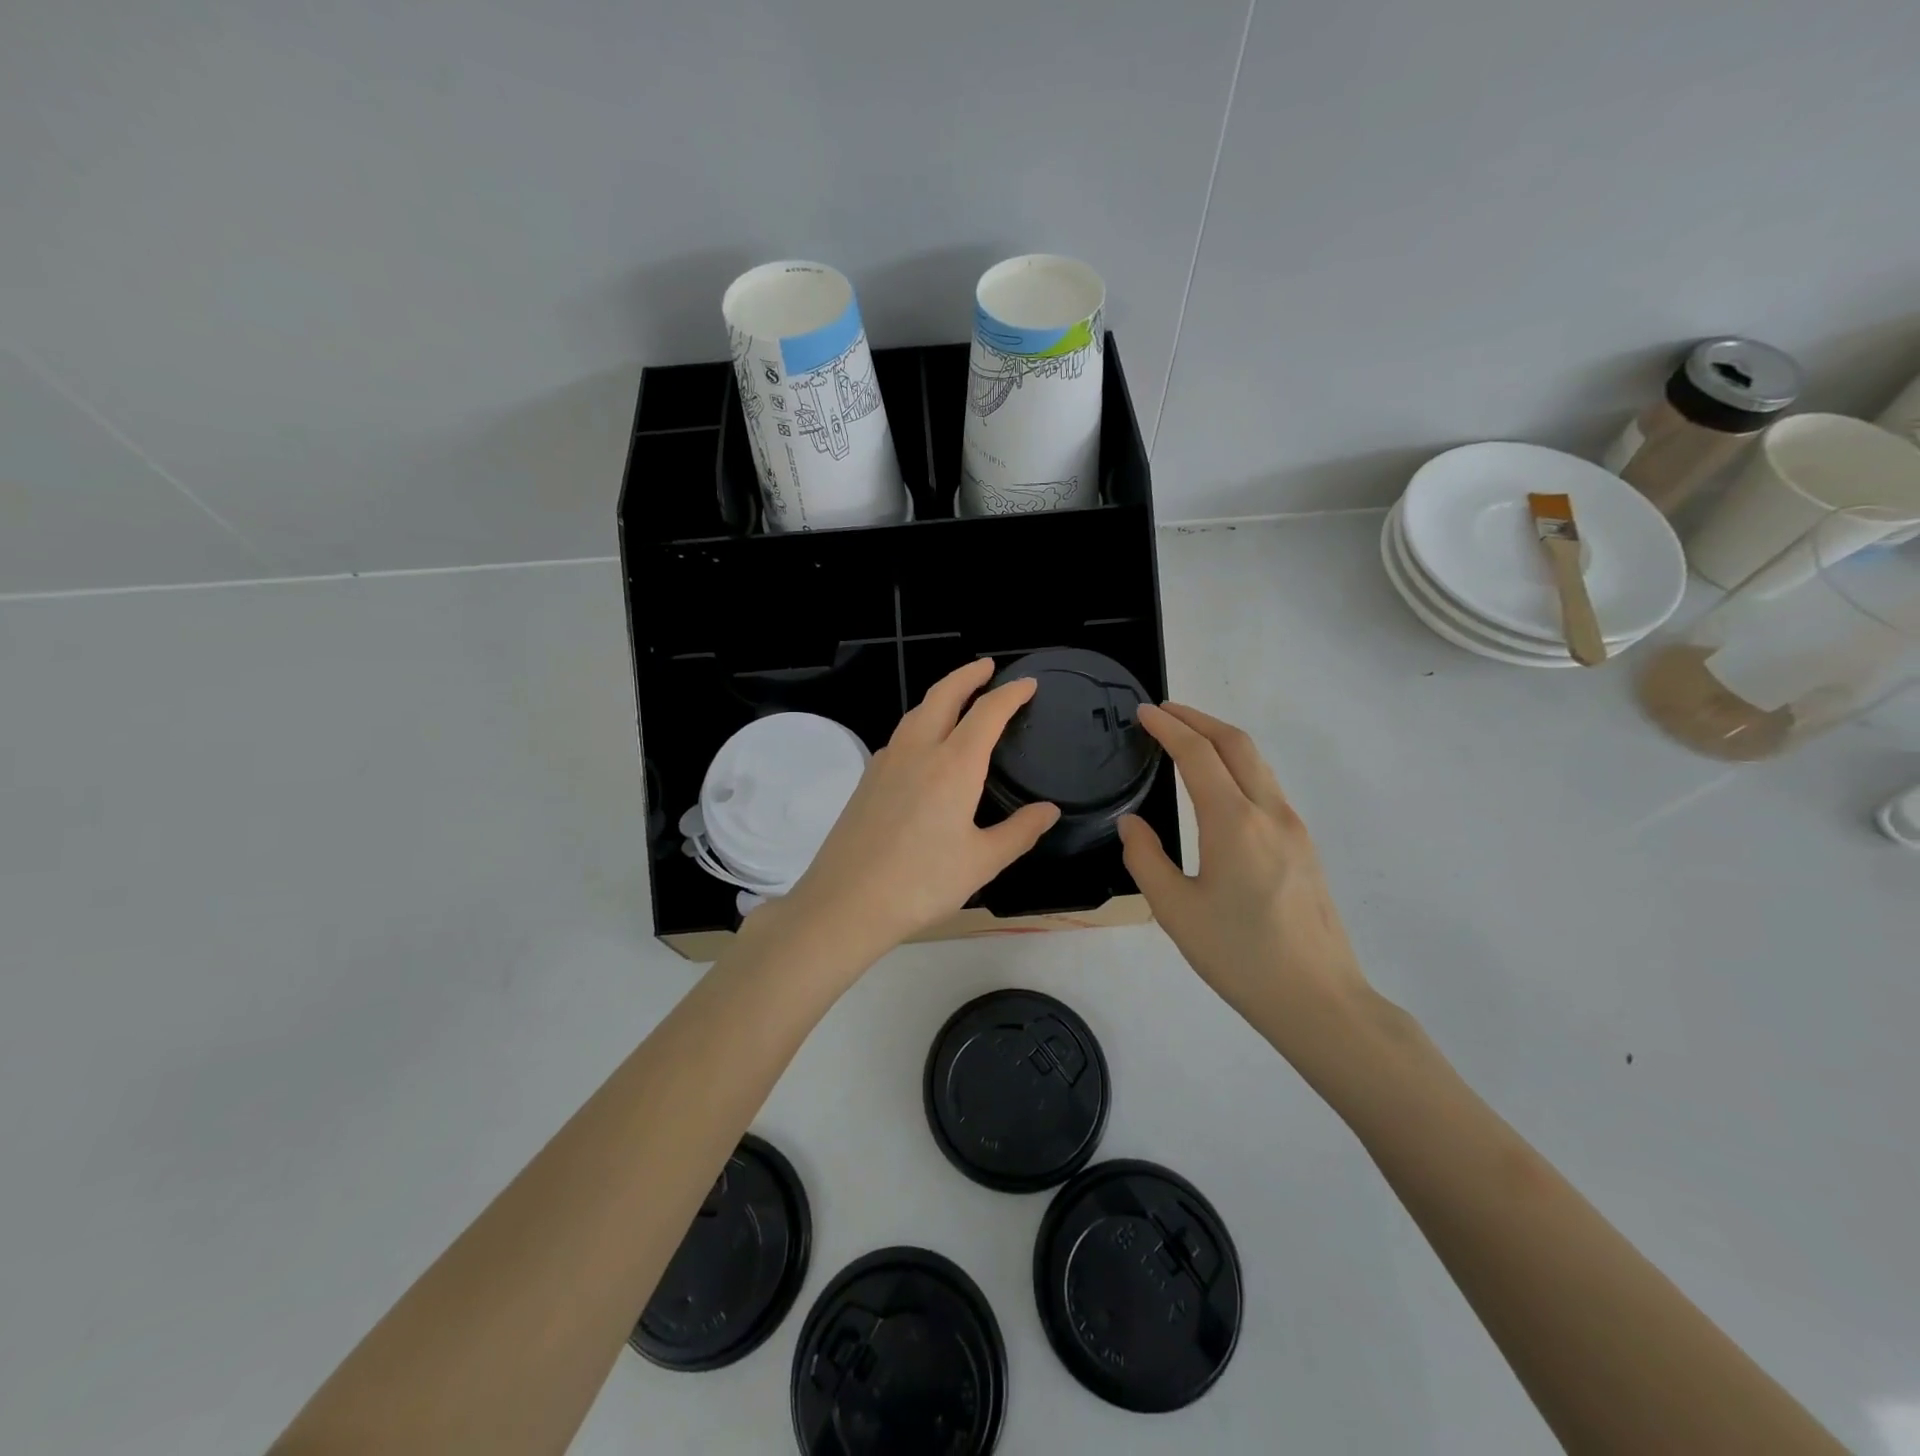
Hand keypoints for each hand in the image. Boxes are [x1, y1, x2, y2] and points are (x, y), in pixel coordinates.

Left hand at [777, 659, 1060, 961]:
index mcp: (953, 765)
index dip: (1011, 694)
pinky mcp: (867, 779)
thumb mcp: (982, 862)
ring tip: (959, 700)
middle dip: (968, 674)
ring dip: (941, 696)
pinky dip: (920, 724)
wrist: (846, 902)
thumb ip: (1020, 832)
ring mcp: (886, 762)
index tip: (1028, 684)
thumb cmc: (922, 883)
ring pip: (916, 712)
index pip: (987, 712)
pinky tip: (926, 747)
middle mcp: (918, 751)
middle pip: (943, 694)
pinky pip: (900, 736)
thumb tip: (1048, 811)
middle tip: (988, 667)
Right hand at [1117, 703, 1372, 1055]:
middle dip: (1198, 719)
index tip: (1144, 712)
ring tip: (1188, 740)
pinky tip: (1219, 785)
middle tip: (1164, 712)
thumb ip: (1146, 858)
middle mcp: (1269, 812)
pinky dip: (1238, 766)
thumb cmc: (1239, 956)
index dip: (1169, 728)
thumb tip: (1131, 823)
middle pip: (1237, 743)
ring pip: (1257, 763)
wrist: (1318, 999)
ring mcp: (1293, 827)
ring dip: (1221, 741)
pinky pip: (1267, 787)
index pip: (1198, 755)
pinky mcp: (1304, 846)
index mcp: (1233, 822)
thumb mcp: (1176, 910)